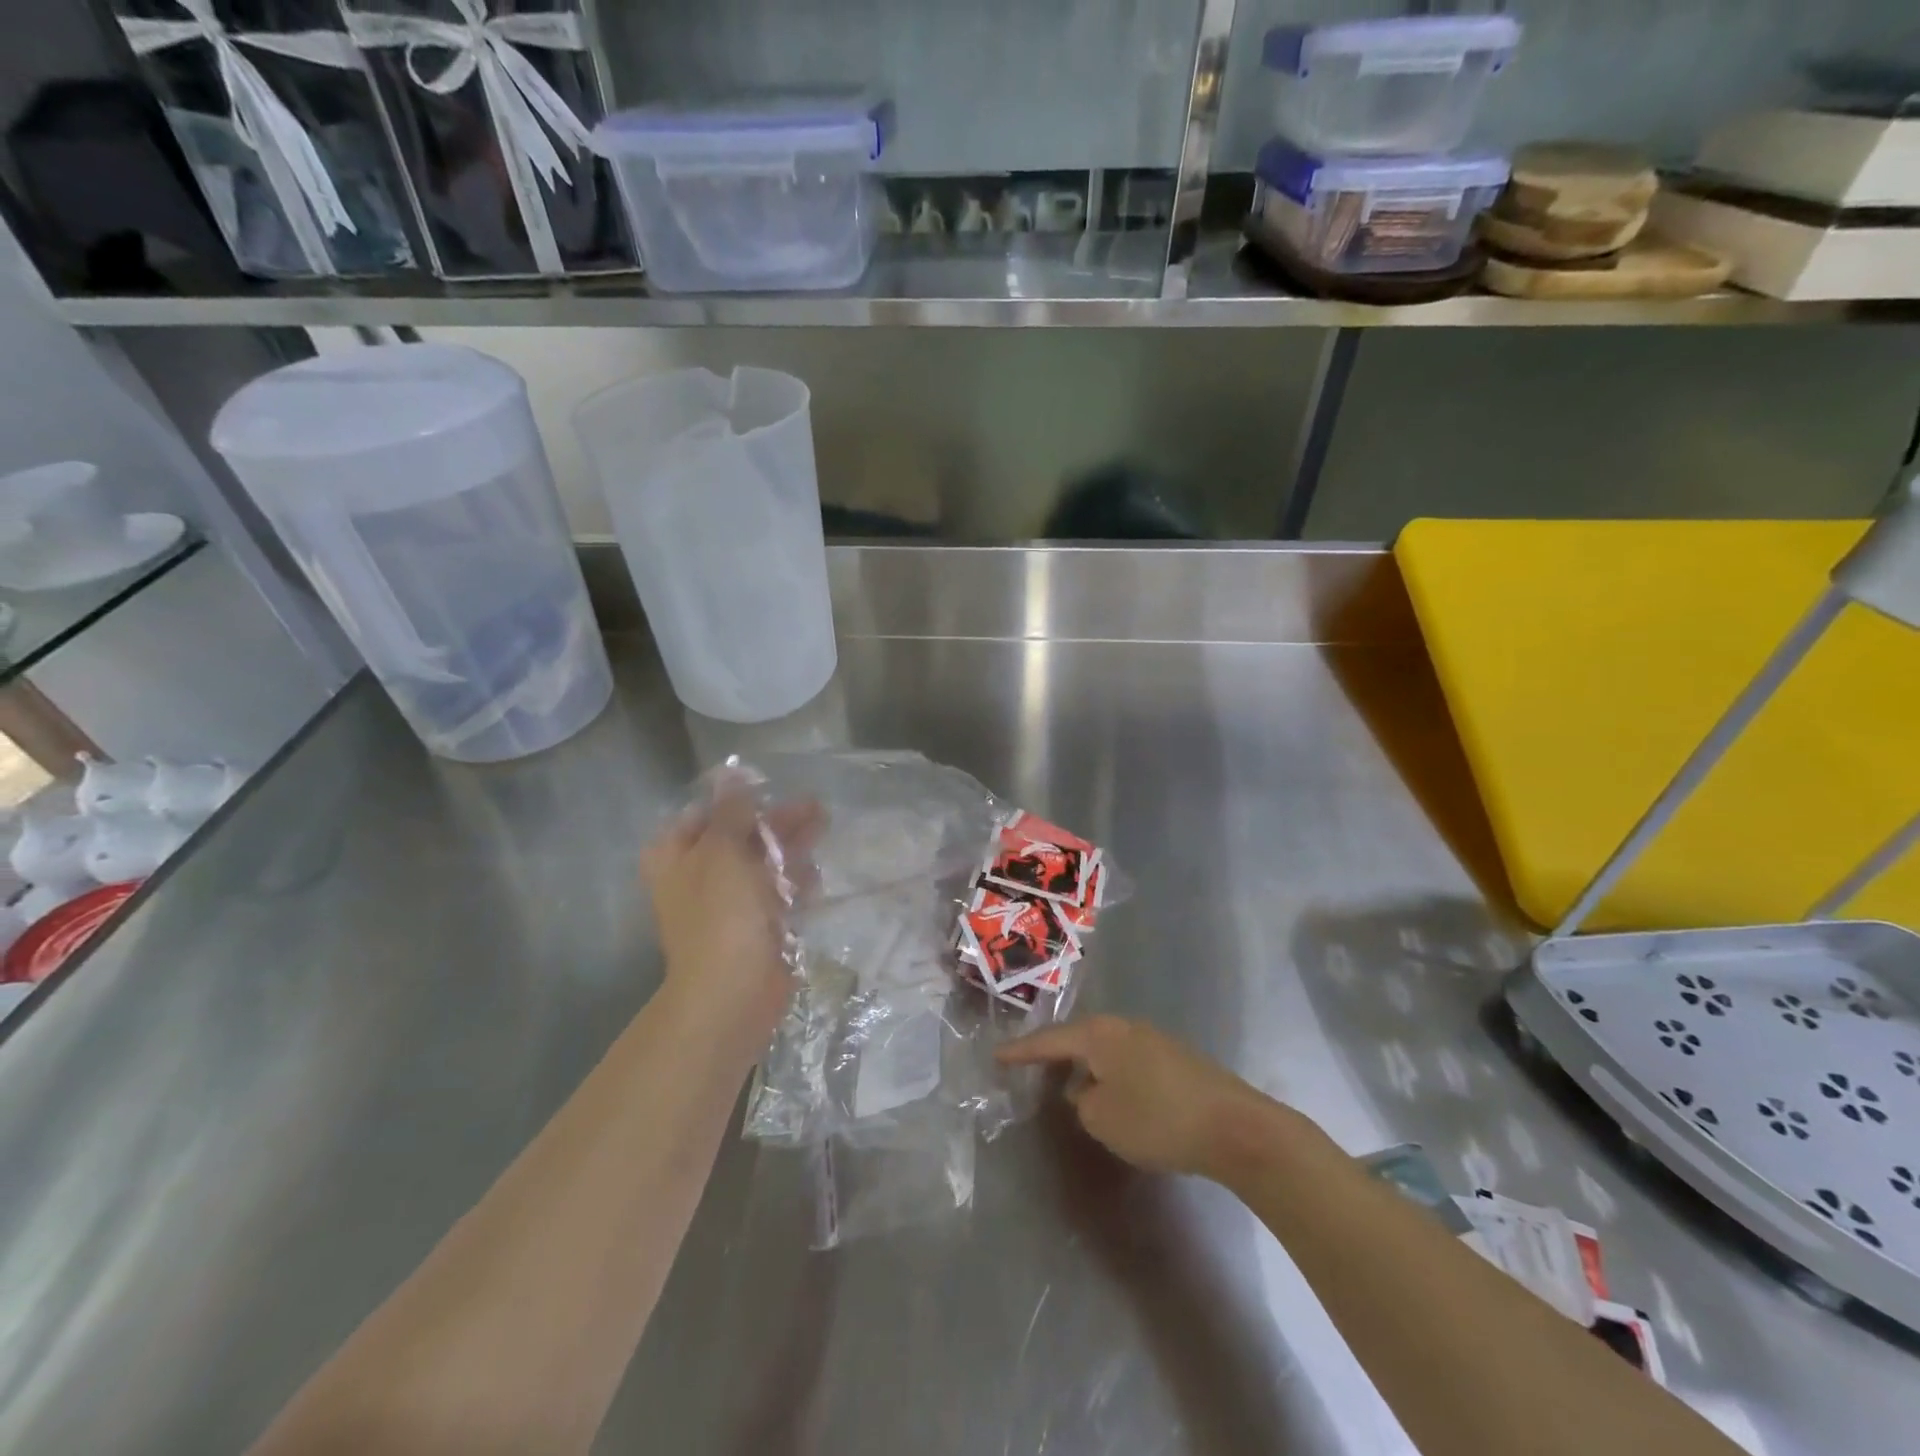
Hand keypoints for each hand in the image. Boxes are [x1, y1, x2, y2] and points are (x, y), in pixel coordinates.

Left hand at [641, 785, 820, 1048]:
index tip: (773, 789)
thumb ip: (732, 810)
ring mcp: (726, 903)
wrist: (732, 991)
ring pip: (763, 864)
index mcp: (676, 855)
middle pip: (741, 836)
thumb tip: (732, 773)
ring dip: (791, 849)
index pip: (706, 813)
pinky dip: (794, 884)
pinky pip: (776, 894)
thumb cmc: (721, 913)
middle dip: (777, 823)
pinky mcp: (754, 926)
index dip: (739, 799)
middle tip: (815, 808)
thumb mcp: (723, 849)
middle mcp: (697, 876)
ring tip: (822, 831)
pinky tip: (814, 879)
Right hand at [997, 1015, 1287, 1180]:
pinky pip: (1127, 1062)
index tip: (996, 1055)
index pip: (1050, 1040)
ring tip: (1069, 1089)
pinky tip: (1113, 1098)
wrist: (1234, 1126)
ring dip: (1085, 1068)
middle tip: (1030, 1069)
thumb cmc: (1158, 1119)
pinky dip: (1111, 1076)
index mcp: (1100, 1034)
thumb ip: (1082, 1102)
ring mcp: (1153, 1040)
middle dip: (1054, 1056)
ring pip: (1105, 1051)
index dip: (1021, 1051)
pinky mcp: (1175, 1059)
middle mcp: (1124, 1027)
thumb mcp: (1102, 1118)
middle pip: (1078, 1038)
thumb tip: (1087, 1091)